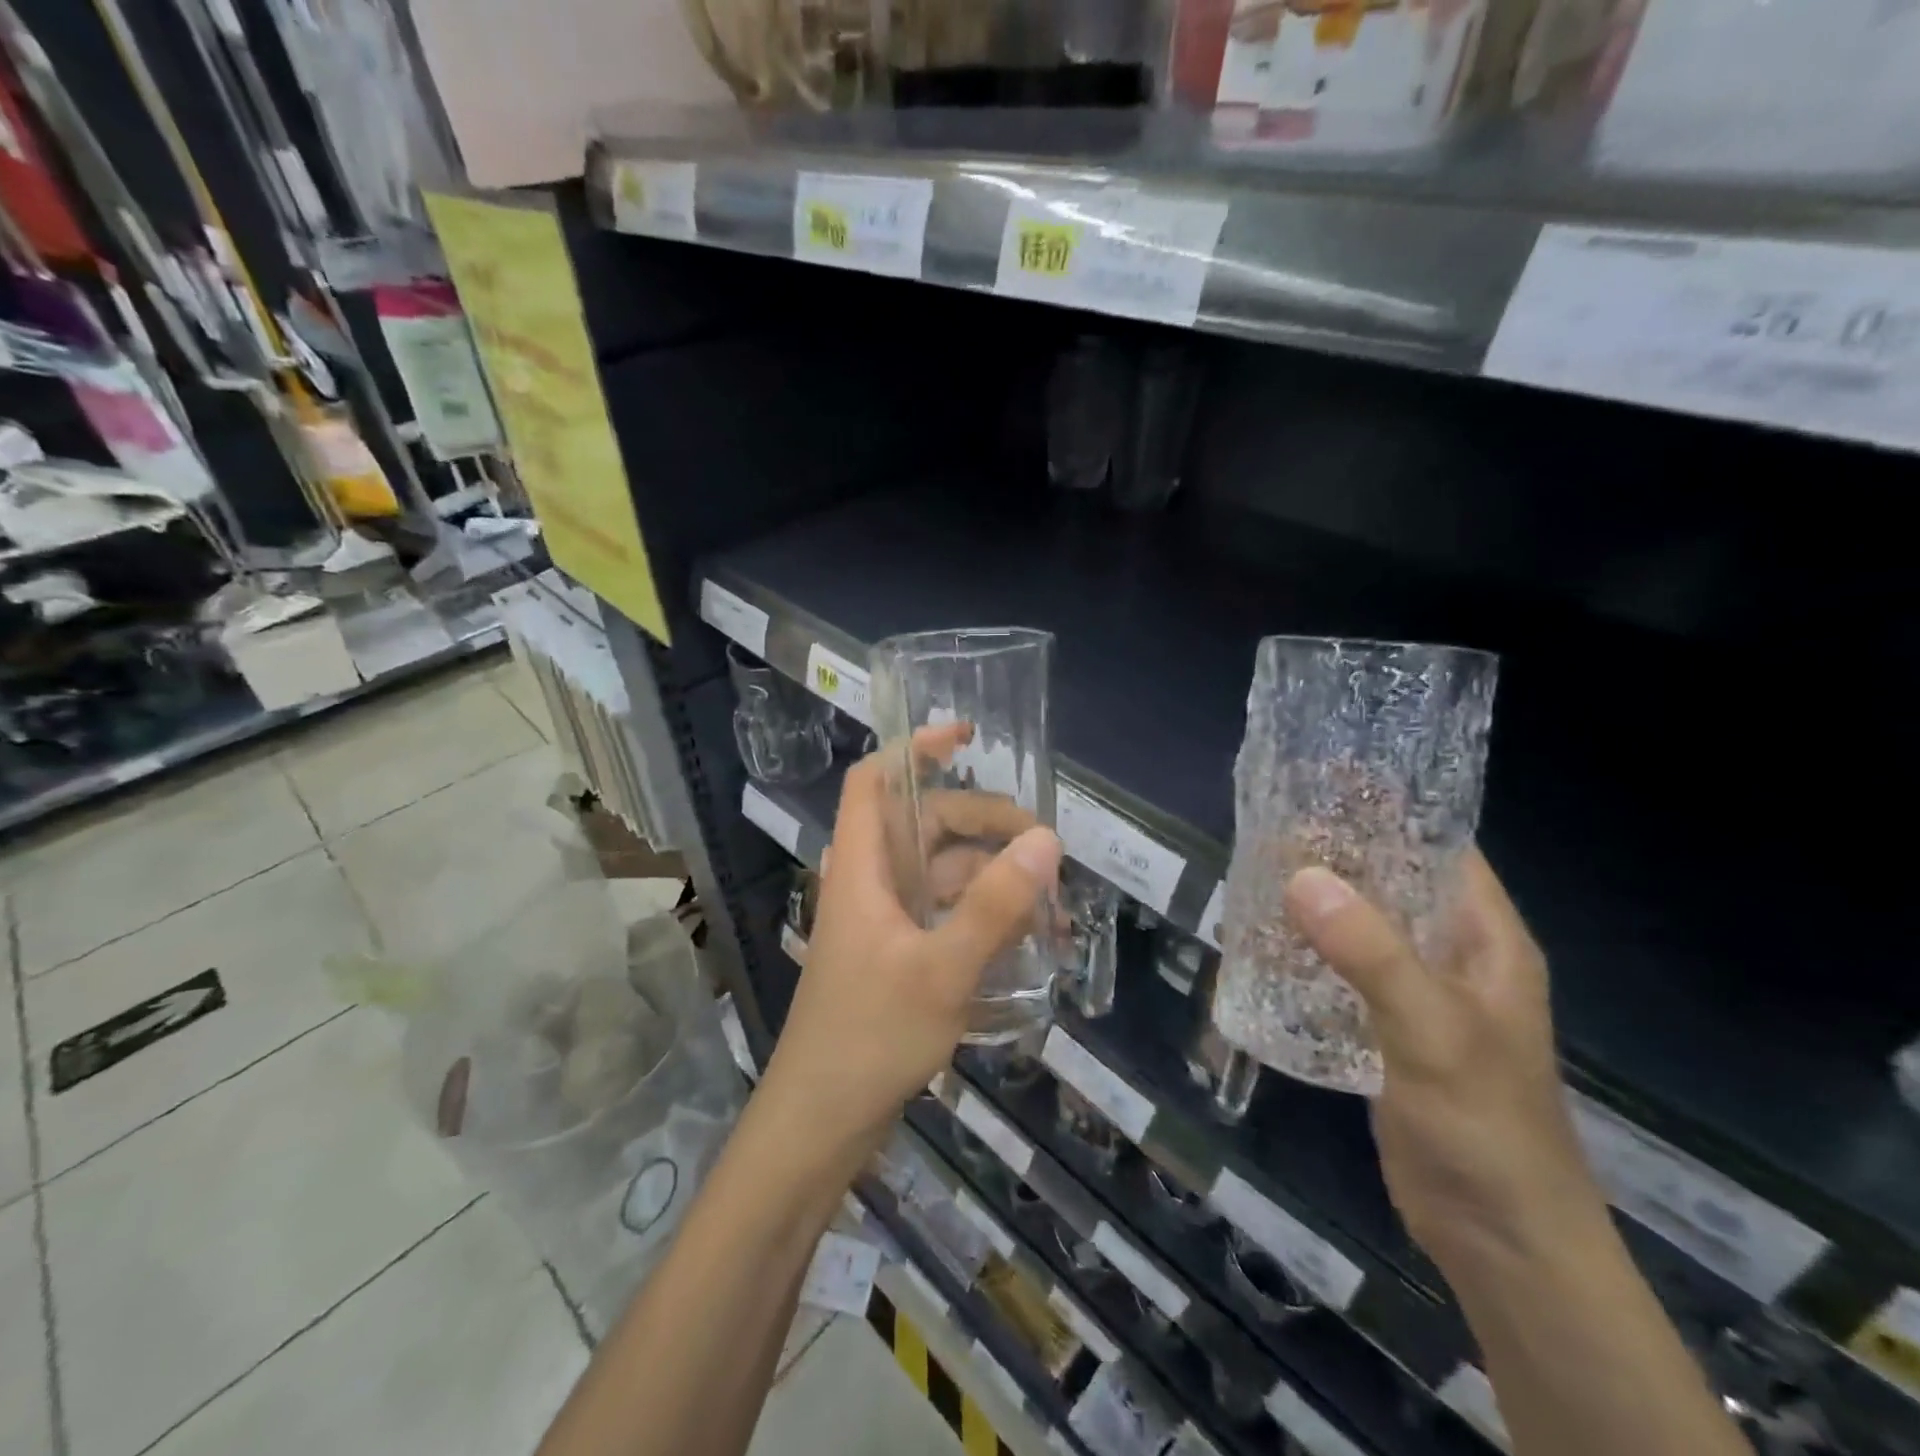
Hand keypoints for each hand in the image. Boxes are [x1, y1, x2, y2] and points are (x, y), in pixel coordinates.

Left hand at [759, 726, 1062, 1168]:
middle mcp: (870, 884)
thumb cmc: (870, 1038)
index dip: (913, 748)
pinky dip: (982, 914)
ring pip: (940, 873)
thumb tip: (1046, 840)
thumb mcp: (942, 970)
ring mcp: (883, 922)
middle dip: (982, 823)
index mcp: (862, 868)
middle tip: (1043, 845)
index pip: (873, 781)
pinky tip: (1024, 936)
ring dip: (991, 876)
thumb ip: (994, 906)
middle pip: (924, 825)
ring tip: (1049, 899)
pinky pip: (943, 913)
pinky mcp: (896, 956)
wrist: (820, 1124)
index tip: (966, 736)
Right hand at [1284, 850, 1608, 1274]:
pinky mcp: (1386, 1027)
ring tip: (1255, 869)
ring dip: (1317, 900)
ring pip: (1363, 924)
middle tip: (1270, 821)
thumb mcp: (1431, 1030)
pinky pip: (1344, 968)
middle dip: (1337, 851)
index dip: (1390, 809)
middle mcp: (1453, 954)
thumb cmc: (1484, 1126)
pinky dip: (1308, 948)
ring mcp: (1419, 993)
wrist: (1499, 1241)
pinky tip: (1263, 939)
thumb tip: (1300, 874)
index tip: (1325, 778)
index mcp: (1486, 938)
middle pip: (1393, 881)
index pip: (1441, 847)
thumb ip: (1371, 952)